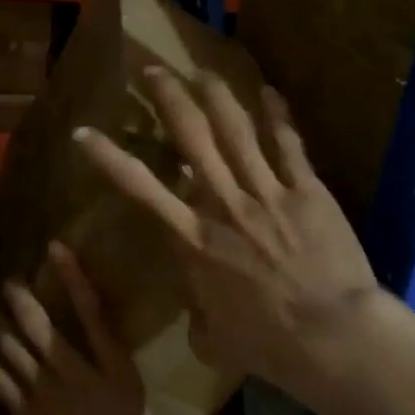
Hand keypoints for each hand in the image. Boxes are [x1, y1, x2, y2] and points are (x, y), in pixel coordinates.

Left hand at [0, 241, 207, 414]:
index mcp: (119, 379)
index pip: (96, 317)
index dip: (75, 280)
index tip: (55, 250)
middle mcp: (78, 379)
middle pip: (42, 329)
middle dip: (22, 301)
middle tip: (10, 281)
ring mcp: (45, 398)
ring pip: (16, 352)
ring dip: (1, 331)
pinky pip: (3, 384)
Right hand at [73, 69, 406, 399]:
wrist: (331, 338)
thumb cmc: (268, 345)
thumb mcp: (215, 340)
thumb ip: (200, 319)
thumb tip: (199, 319)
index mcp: (193, 239)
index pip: (139, 188)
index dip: (107, 157)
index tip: (83, 133)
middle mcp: (222, 204)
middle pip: (190, 137)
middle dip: (167, 98)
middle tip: (152, 71)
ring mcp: (266, 192)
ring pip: (235, 130)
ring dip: (215, 95)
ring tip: (200, 70)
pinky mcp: (306, 190)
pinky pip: (288, 145)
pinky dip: (278, 116)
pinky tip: (270, 92)